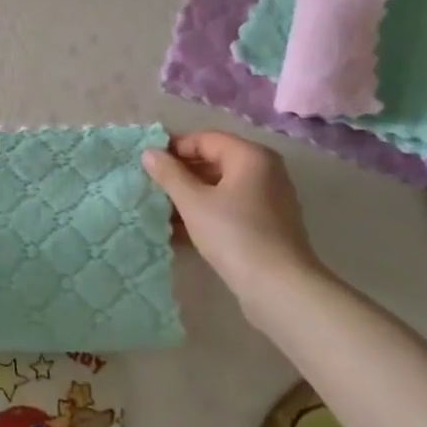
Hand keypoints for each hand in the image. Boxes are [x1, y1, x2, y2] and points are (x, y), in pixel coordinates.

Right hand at [143, 131, 322, 309]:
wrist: (279, 287)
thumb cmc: (233, 234)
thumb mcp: (193, 201)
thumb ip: (169, 174)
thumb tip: (149, 153)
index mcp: (251, 156)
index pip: (205, 139)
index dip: (174, 148)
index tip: (147, 164)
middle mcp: (265, 171)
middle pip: (214, 162)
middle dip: (181, 174)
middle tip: (151, 186)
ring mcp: (269, 199)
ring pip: (221, 188)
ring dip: (191, 196)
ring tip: (161, 209)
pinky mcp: (268, 225)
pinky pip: (231, 208)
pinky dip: (207, 213)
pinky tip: (180, 230)